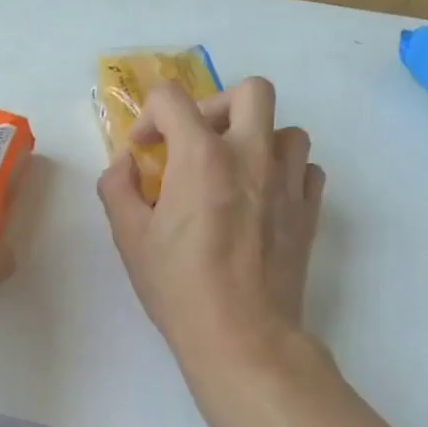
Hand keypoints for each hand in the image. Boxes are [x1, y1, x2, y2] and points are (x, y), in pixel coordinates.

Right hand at [97, 77, 324, 360]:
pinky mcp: (309, 211)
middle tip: (198, 142)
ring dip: (258, 139)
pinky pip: (306, 168)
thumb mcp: (129, 238)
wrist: (241, 334)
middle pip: (251, 91)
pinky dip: (285, 172)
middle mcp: (250, 155)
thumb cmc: (179, 287)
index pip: (172, 98)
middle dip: (217, 106)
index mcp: (200, 157)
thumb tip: (127, 164)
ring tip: (234, 171)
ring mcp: (287, 182)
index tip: (144, 150)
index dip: (150, 116)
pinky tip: (263, 197)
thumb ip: (118, 188)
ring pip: (286, 129)